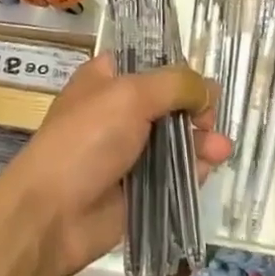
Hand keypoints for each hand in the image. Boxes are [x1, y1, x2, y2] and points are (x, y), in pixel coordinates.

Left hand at [0, 54, 231, 275]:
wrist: (52, 213)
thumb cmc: (85, 139)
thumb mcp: (130, 96)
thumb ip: (174, 85)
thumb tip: (207, 89)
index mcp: (107, 78)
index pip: (149, 62)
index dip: (177, 68)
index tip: (199, 80)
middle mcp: (119, 110)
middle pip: (169, 101)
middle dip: (195, 108)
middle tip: (209, 118)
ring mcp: (130, 150)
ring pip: (177, 138)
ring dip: (202, 139)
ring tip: (221, 147)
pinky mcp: (141, 187)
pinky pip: (176, 173)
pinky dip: (195, 167)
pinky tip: (211, 163)